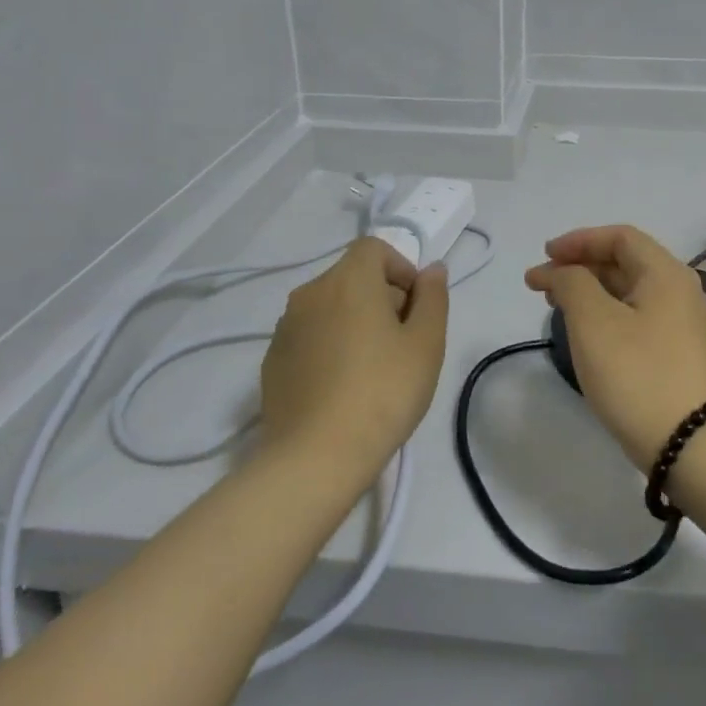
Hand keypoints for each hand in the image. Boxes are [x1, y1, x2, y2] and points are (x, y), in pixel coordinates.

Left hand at [260, 238, 449, 475]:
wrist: (316, 456)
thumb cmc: (383, 392)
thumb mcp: (426, 344)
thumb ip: (433, 298)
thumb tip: (433, 270)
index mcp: (348, 280)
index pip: (374, 248)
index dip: (400, 268)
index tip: (416, 307)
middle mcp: (310, 293)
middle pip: (351, 276)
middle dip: (382, 297)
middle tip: (403, 342)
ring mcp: (285, 327)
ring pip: (329, 307)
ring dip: (354, 321)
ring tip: (373, 368)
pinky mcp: (272, 360)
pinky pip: (309, 336)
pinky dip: (330, 345)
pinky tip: (342, 387)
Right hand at [525, 225, 705, 470]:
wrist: (688, 444)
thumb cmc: (636, 373)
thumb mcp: (593, 320)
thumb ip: (571, 282)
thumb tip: (561, 272)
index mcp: (667, 274)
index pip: (620, 237)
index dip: (578, 241)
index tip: (544, 256)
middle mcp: (681, 292)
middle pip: (625, 262)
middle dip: (579, 266)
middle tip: (541, 283)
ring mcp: (683, 325)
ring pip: (630, 292)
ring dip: (590, 290)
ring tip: (555, 305)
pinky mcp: (679, 354)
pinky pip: (637, 317)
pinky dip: (606, 313)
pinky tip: (585, 332)